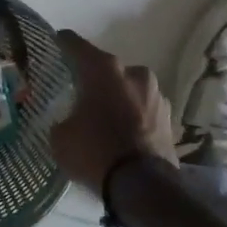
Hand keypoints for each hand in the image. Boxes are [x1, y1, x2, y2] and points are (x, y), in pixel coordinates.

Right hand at [51, 30, 175, 194]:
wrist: (143, 187)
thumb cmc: (95, 152)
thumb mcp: (61, 138)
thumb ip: (63, 121)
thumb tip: (68, 123)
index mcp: (104, 70)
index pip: (77, 46)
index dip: (64, 42)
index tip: (57, 40)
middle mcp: (134, 74)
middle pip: (108, 69)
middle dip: (95, 79)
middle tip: (80, 92)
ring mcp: (156, 95)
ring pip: (130, 90)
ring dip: (118, 99)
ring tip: (104, 118)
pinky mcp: (170, 119)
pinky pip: (143, 111)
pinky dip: (133, 118)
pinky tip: (123, 134)